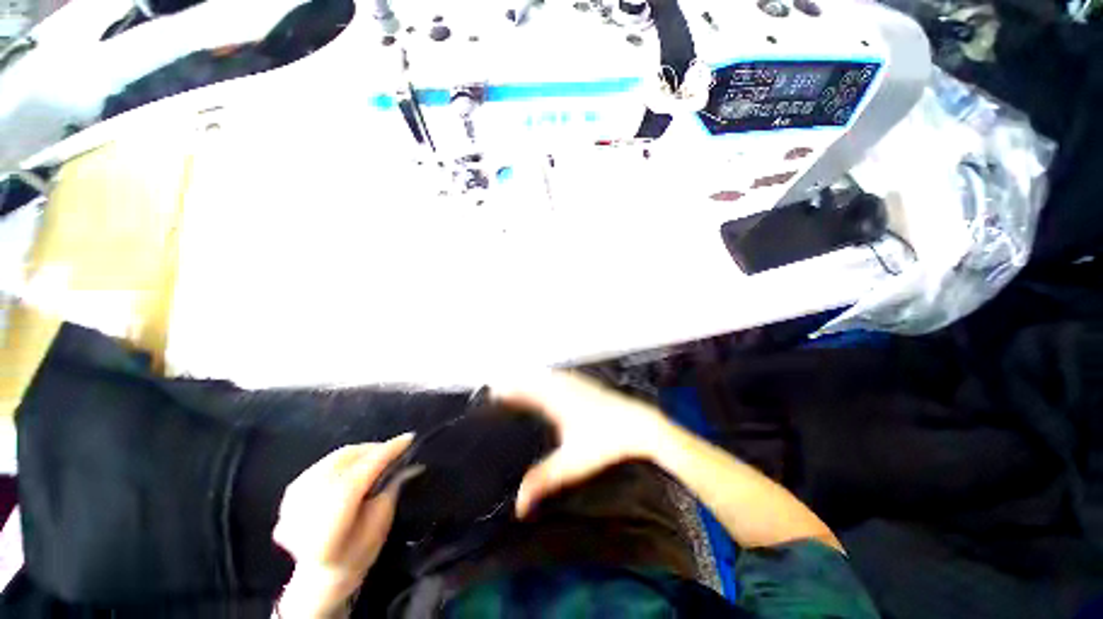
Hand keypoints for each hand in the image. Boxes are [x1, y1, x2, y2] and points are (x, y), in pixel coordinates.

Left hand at [273, 435, 419, 617]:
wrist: (320, 575)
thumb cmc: (358, 553)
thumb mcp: (381, 523)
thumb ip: (390, 488)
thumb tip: (406, 462)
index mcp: (328, 525)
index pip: (361, 475)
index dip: (386, 453)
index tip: (409, 438)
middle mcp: (305, 509)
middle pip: (345, 462)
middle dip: (373, 450)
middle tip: (395, 448)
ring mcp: (292, 501)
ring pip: (334, 460)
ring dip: (359, 453)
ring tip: (378, 455)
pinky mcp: (289, 494)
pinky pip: (323, 465)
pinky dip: (343, 461)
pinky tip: (355, 466)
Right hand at [494, 372, 672, 517]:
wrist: (640, 425)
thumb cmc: (606, 443)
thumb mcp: (572, 465)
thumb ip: (544, 481)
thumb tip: (519, 505)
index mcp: (556, 401)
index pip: (526, 391)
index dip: (509, 390)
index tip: (493, 393)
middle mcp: (565, 387)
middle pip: (535, 379)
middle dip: (517, 382)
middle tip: (502, 391)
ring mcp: (578, 383)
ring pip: (548, 376)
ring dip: (533, 378)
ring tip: (521, 386)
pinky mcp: (589, 384)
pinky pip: (561, 376)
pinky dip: (548, 378)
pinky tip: (552, 383)